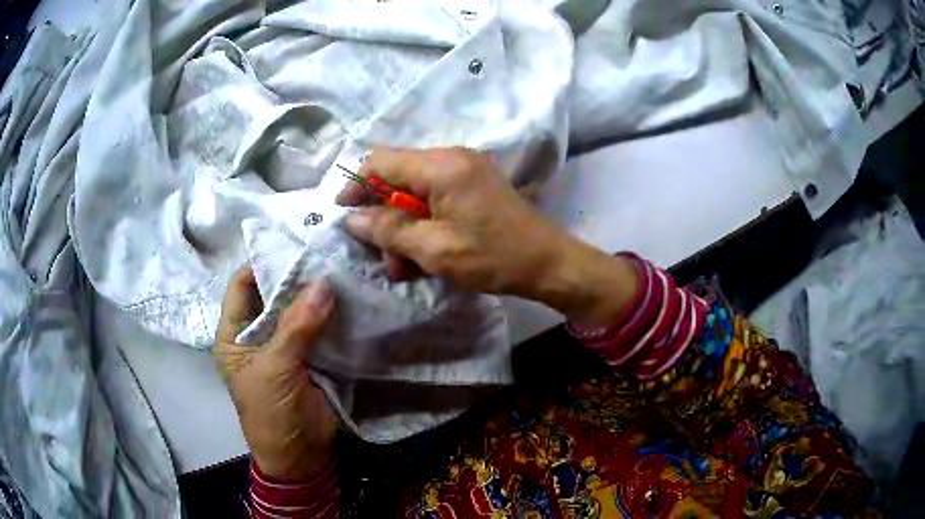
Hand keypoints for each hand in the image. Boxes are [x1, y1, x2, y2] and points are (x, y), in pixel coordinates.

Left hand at [213, 268, 336, 480]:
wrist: (300, 457)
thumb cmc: (271, 413)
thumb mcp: (275, 369)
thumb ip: (297, 327)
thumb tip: (323, 283)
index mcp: (234, 334)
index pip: (242, 286)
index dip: (262, 264)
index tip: (293, 245)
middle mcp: (256, 334)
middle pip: (273, 295)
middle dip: (295, 277)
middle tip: (325, 252)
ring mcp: (284, 345)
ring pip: (298, 310)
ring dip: (316, 294)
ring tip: (342, 267)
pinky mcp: (310, 356)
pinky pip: (318, 328)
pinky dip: (331, 314)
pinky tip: (350, 296)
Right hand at [337, 147, 638, 328]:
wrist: (549, 263)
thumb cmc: (494, 257)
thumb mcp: (434, 249)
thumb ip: (389, 231)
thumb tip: (352, 219)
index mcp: (441, 166)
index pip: (381, 162)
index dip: (357, 186)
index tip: (344, 214)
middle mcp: (452, 157)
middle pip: (397, 176)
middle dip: (384, 216)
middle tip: (383, 256)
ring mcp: (466, 169)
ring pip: (415, 191)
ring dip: (404, 226)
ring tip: (405, 265)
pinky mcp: (475, 184)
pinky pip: (436, 197)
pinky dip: (424, 223)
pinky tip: (426, 252)